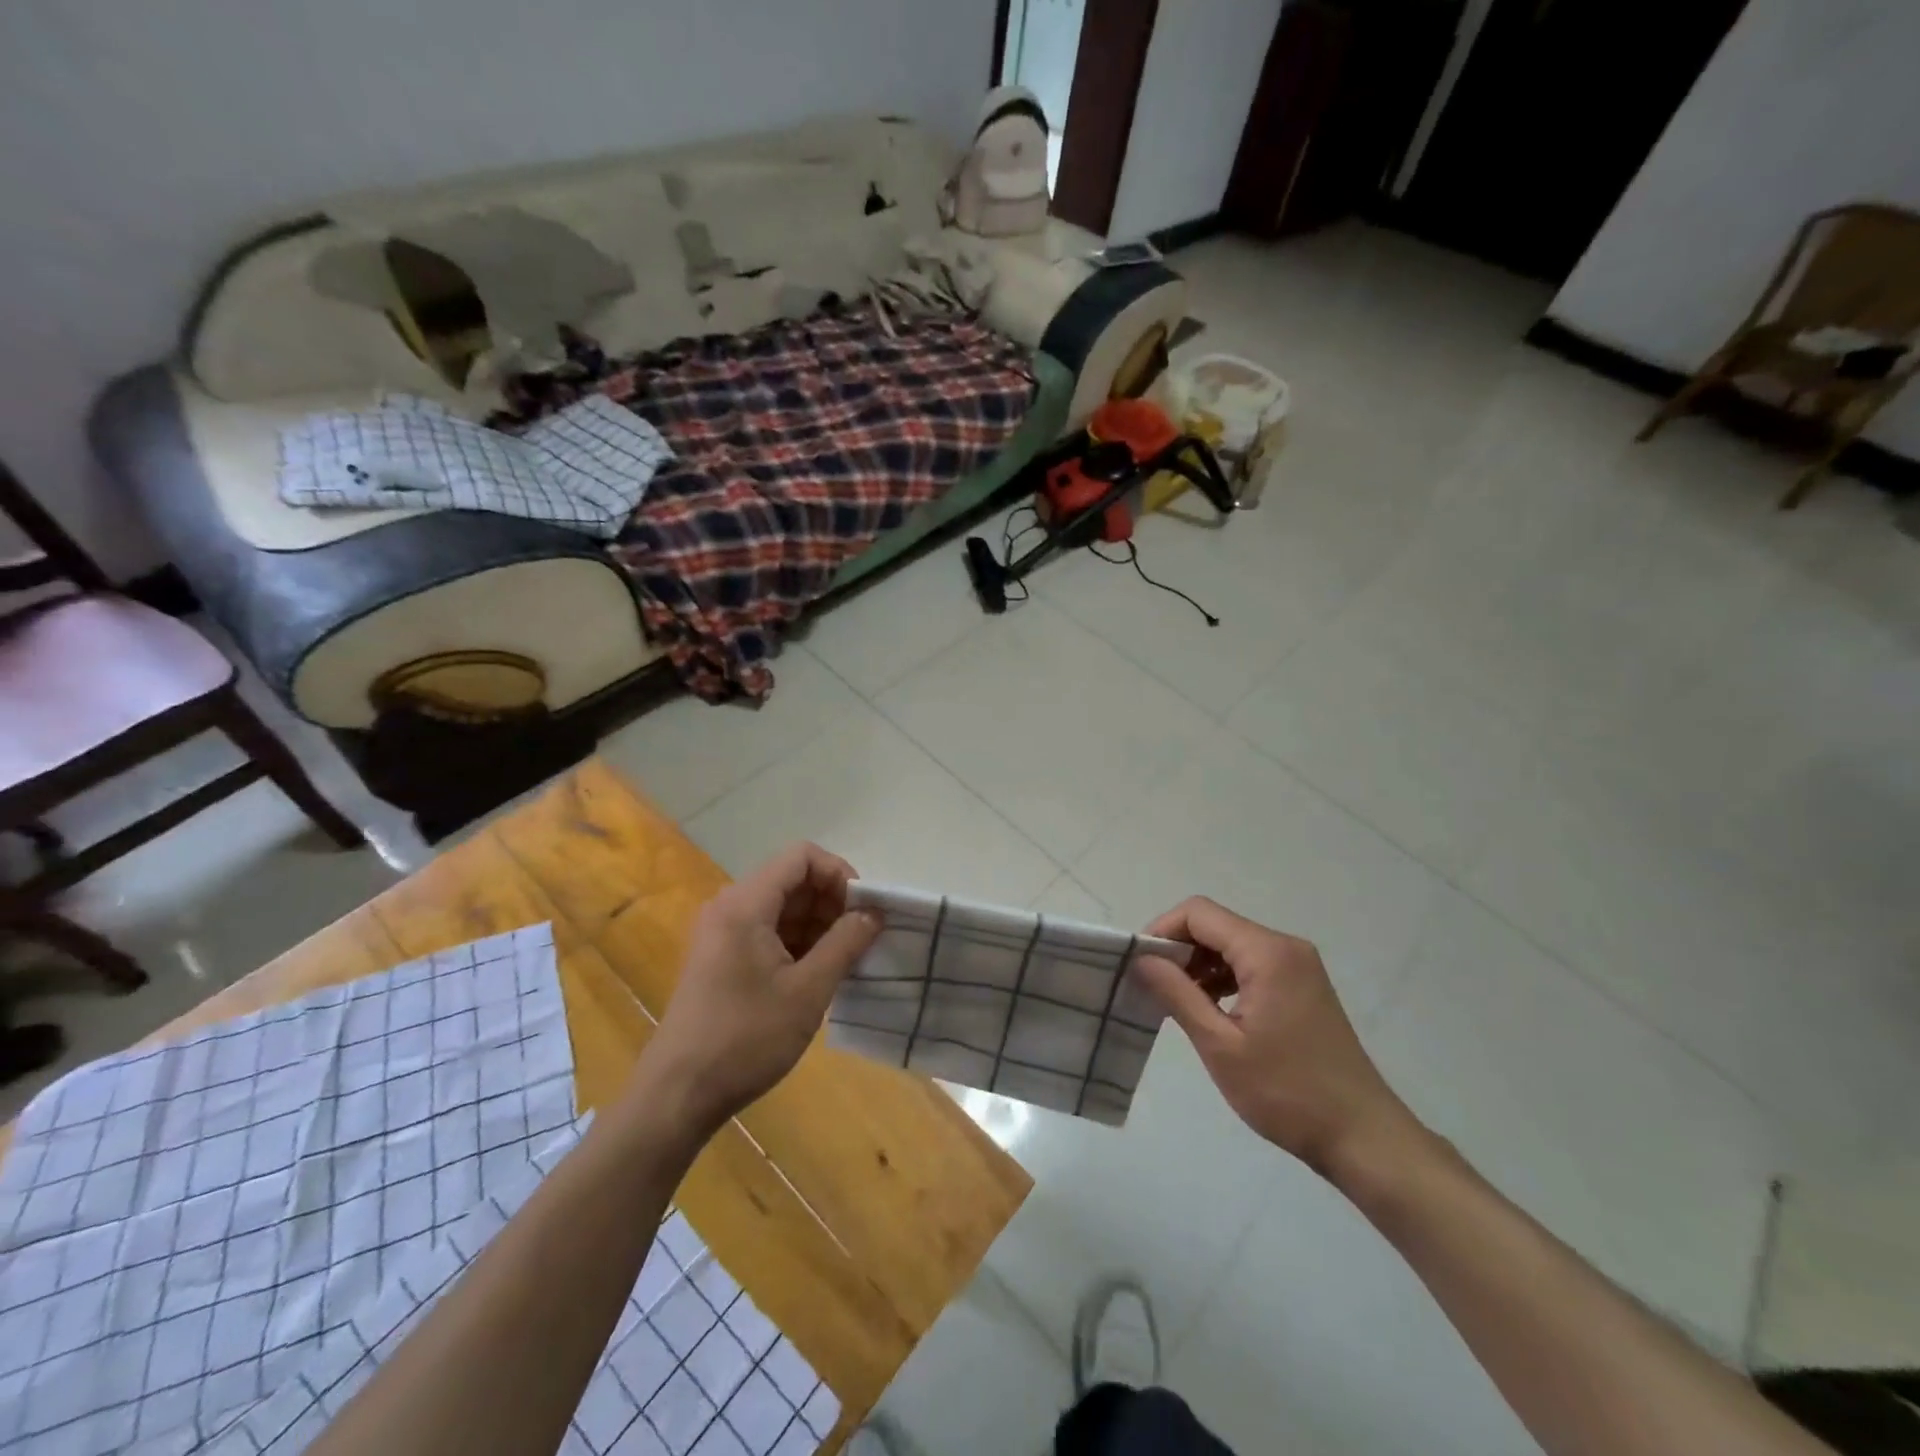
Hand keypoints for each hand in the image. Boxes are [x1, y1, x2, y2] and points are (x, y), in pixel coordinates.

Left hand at [645, 843, 880, 1129]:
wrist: (678, 1095)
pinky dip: (799, 943)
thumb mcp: (808, 991)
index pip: (801, 856)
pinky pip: (769, 932)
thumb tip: (874, 912)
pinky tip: (820, 975)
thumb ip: (845, 943)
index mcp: (745, 904)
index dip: (839, 873)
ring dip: (819, 925)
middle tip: (861, 939)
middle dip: (832, 902)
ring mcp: (723, 934)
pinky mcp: (722, 959)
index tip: (863, 910)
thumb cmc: (746, 1038)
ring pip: (783, 908)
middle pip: (792, 880)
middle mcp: (730, 907)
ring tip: (847, 961)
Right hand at [1131, 897, 1421, 1182]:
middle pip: (1216, 925)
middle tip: (1152, 986)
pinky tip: (1208, 1009)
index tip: (1138, 965)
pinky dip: (1223, 977)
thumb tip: (1142, 959)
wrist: (1363, 1137)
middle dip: (1178, 948)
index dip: (1162, 930)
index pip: (1199, 913)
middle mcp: (1285, 947)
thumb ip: (1177, 994)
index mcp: (1267, 952)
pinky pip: (1251, 964)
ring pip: (1232, 944)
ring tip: (1176, 1002)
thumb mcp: (1221, 1046)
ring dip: (1199, 964)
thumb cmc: (1287, 1092)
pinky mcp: (1303, 986)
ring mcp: (1299, 966)